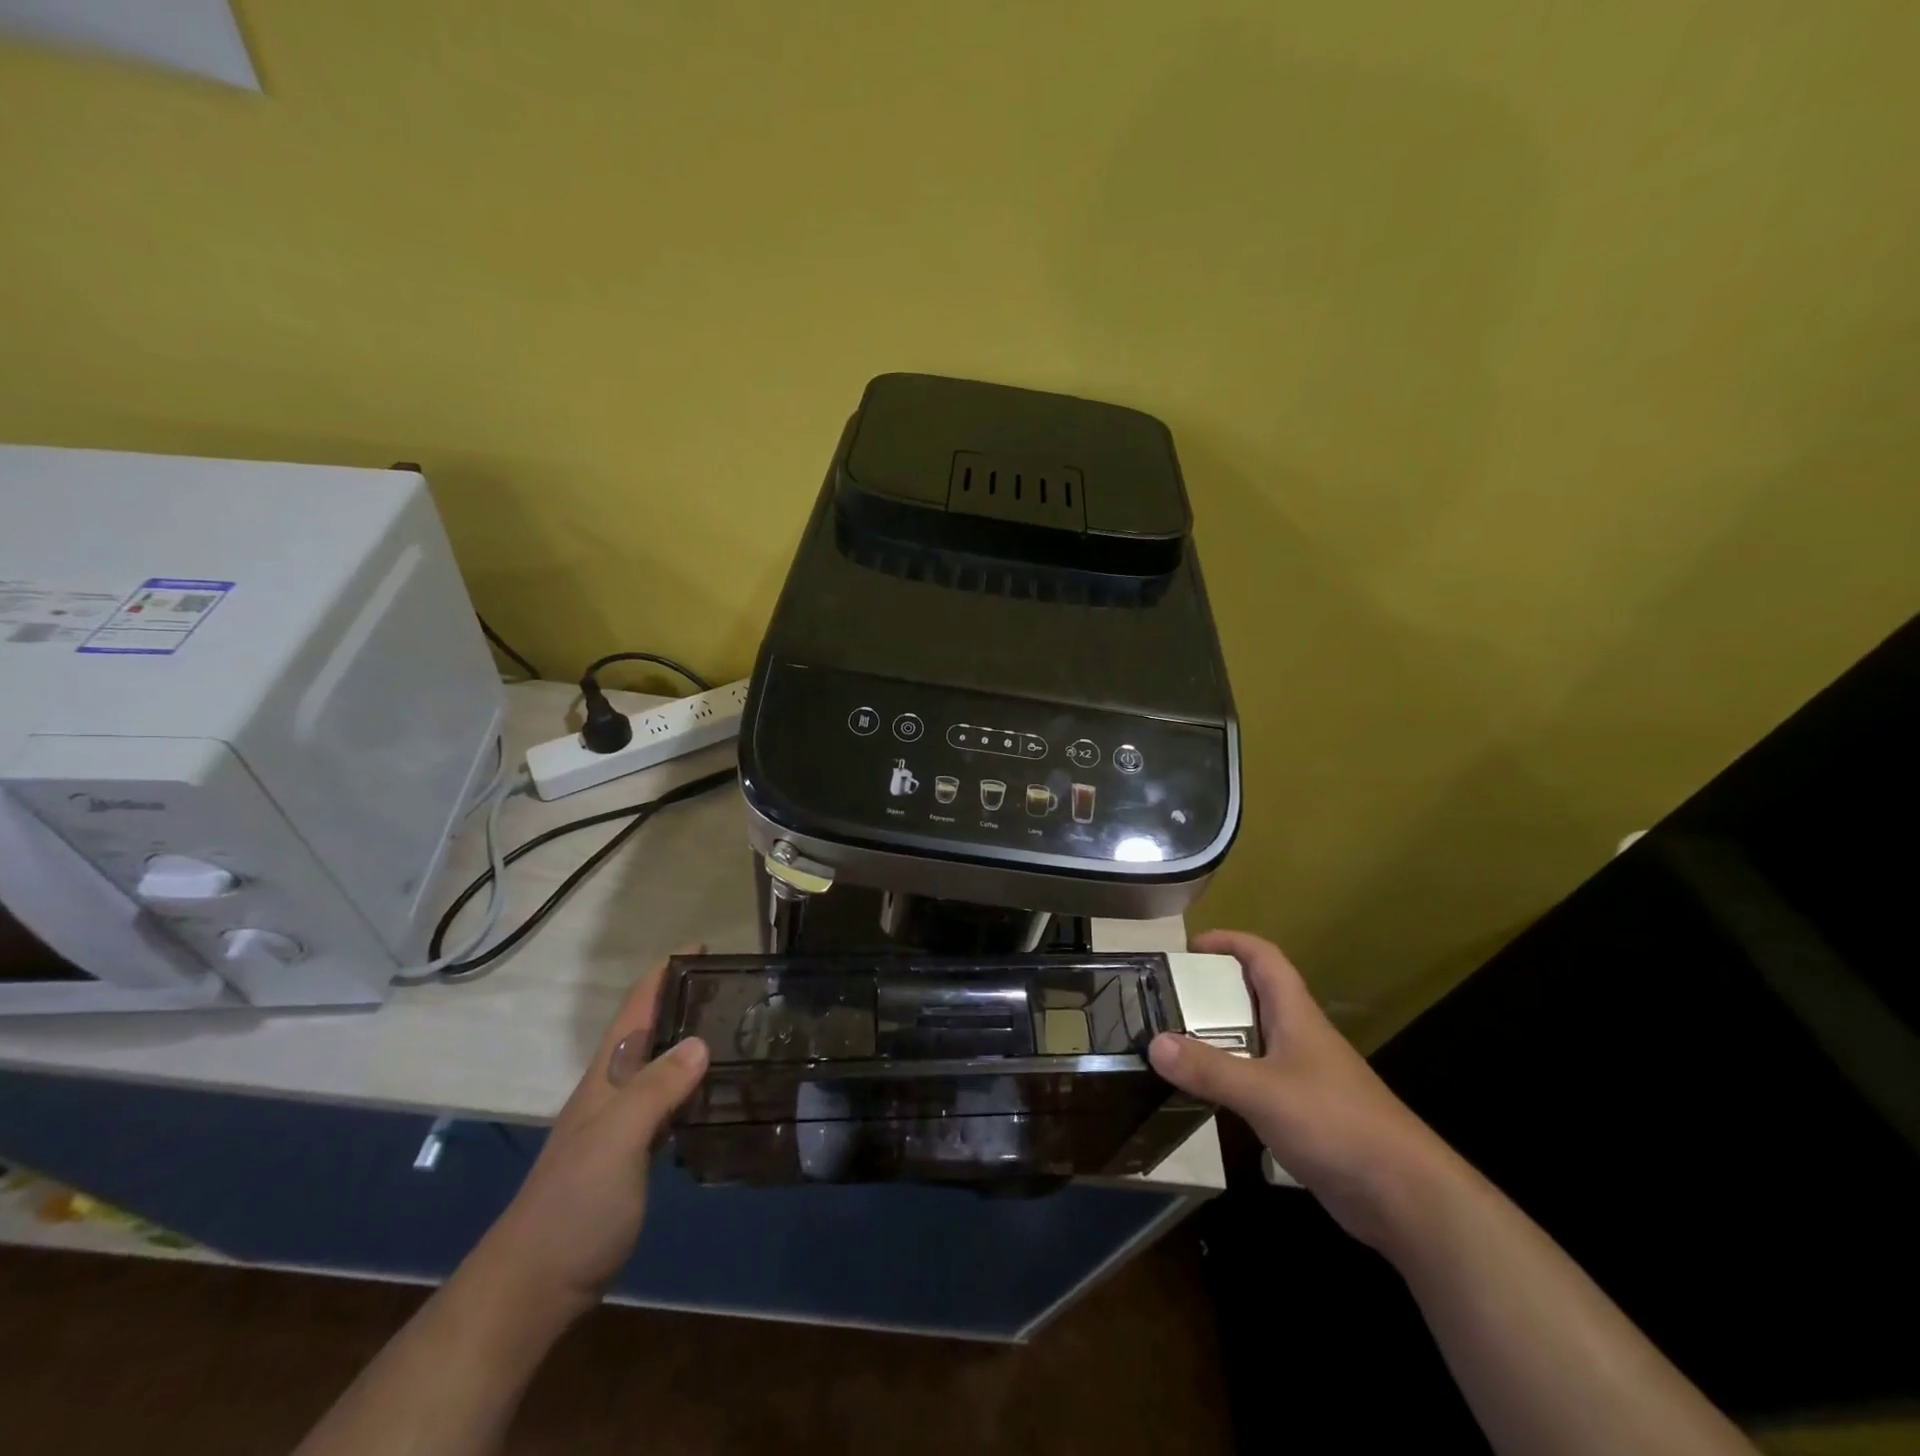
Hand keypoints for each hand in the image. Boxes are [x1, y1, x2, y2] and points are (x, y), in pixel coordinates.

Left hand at [470, 954, 709, 1315]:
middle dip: (684, 1001)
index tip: (703, 946)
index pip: (636, 1009)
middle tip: (736, 987)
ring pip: (662, 1067)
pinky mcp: (632, 1156)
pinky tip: (717, 1092)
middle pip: (651, 1031)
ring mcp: (621, 1125)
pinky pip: (670, 1104)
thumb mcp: (617, 1139)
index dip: (664, 973)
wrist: (534, 1286)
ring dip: (691, 1042)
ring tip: (737, 1029)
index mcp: (607, 1076)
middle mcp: (614, 1091)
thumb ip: (657, 1089)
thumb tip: (701, 1041)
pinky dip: (693, 1087)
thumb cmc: (575, 1204)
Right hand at [1149, 929, 1448, 1247]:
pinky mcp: (1306, 1113)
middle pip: (1254, 995)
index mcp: (1296, 1015)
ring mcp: (1305, 1076)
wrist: (1406, 1196)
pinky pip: (1259, 1078)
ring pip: (1255, 1039)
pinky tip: (1207, 1093)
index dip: (1229, 942)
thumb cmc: (1337, 1124)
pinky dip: (1230, 1075)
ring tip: (1175, 1042)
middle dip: (1212, 990)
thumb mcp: (1264, 1092)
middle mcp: (1300, 1037)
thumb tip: (1153, 1043)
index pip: (1264, 958)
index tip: (1189, 948)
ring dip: (1217, 1034)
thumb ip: (1209, 1069)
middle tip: (1167, 999)